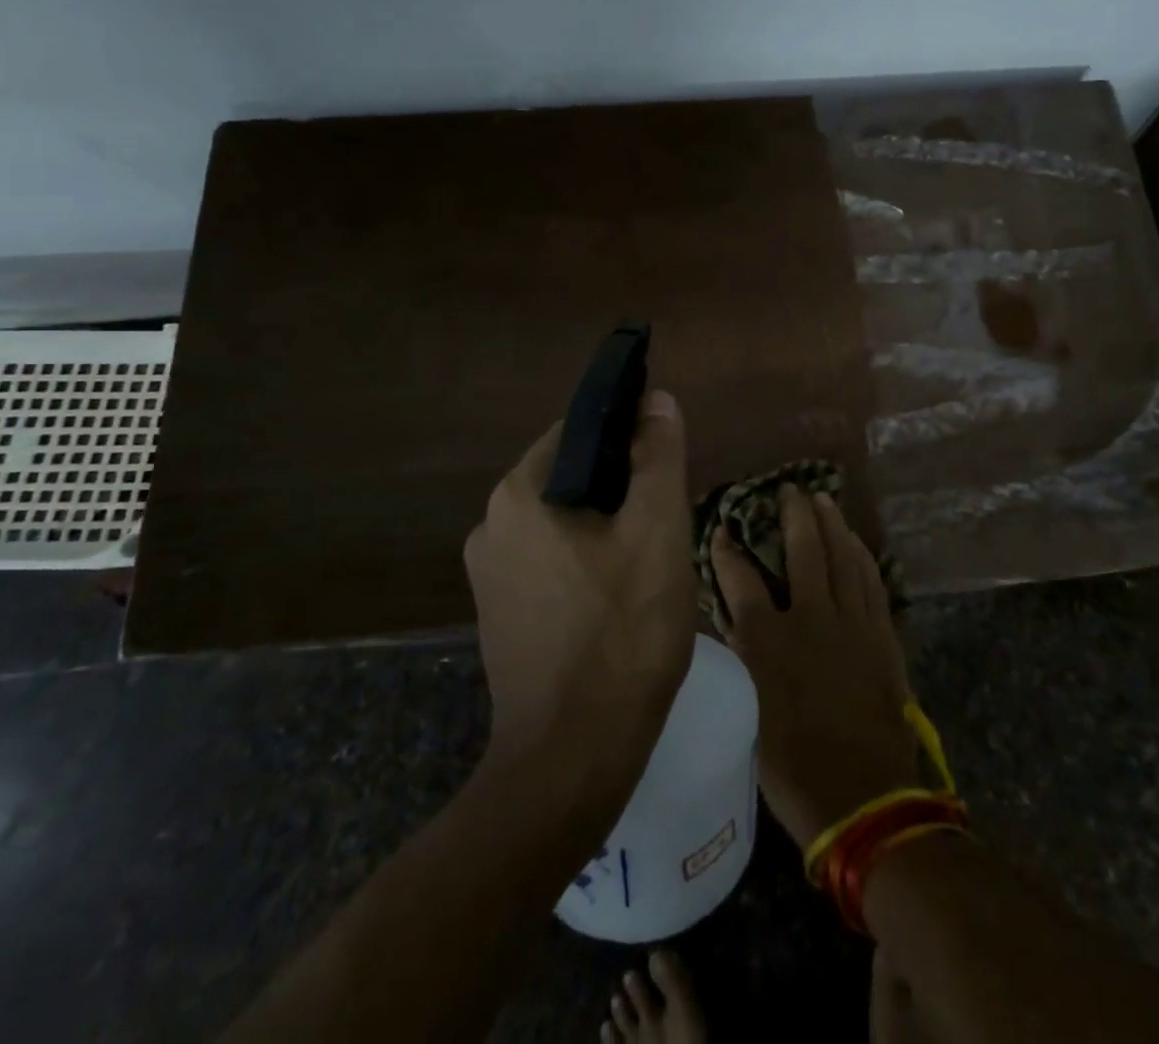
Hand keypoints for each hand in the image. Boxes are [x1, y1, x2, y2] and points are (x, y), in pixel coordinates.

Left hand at [463, 390, 696, 782]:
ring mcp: (489, 575)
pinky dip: (587, 561)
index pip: (579, 431)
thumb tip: (656, 401)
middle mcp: (490, 525)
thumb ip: (658, 457)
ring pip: (563, 522)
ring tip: (652, 555)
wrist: (574, 757)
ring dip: (607, 526)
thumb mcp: (658, 532)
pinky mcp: (500, 614)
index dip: (629, 434)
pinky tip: (622, 594)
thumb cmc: (623, 632)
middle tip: (669, 516)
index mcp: (519, 494)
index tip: (667, 460)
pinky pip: (551, 562)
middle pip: (571, 477)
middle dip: (622, 486)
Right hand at [710, 486, 918, 847]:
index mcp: (771, 643)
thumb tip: (733, 621)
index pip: (741, 581)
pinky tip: (857, 543)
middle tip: (790, 489)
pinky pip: (872, 582)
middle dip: (794, 515)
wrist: (865, 800)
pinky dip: (862, 556)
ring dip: (833, 525)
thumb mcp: (750, 714)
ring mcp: (853, 624)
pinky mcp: (881, 636)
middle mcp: (812, 620)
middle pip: (804, 551)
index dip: (728, 552)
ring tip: (824, 500)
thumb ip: (744, 658)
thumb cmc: (794, 767)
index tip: (722, 530)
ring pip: (844, 558)